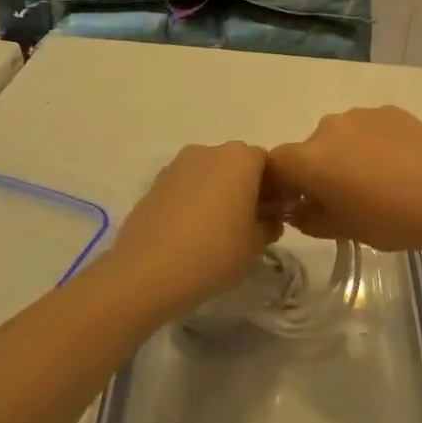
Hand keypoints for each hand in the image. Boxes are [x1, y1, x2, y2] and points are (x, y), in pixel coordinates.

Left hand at [105, 142, 279, 315]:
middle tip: (247, 226)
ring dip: (217, 196)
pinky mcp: (154, 184)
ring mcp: (177, 165)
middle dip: (245, 190)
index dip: (274, 191)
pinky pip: (185, 189)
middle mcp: (209, 151)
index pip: (268, 165)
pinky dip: (192, 204)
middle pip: (236, 166)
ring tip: (215, 234)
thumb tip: (268, 219)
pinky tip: (190, 236)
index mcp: (240, 157)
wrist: (147, 271)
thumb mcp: (257, 244)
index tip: (272, 218)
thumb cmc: (215, 251)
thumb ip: (269, 225)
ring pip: (209, 176)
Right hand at [268, 107, 421, 254]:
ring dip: (347, 154)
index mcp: (309, 158)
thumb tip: (299, 210)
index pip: (276, 164)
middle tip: (343, 197)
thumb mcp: (342, 229)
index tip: (298, 203)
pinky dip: (374, 143)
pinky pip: (370, 128)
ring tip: (377, 180)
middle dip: (318, 170)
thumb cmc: (388, 218)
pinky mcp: (390, 110)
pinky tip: (398, 165)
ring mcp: (361, 115)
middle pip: (310, 149)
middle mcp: (328, 128)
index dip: (281, 184)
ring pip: (341, 136)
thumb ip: (310, 219)